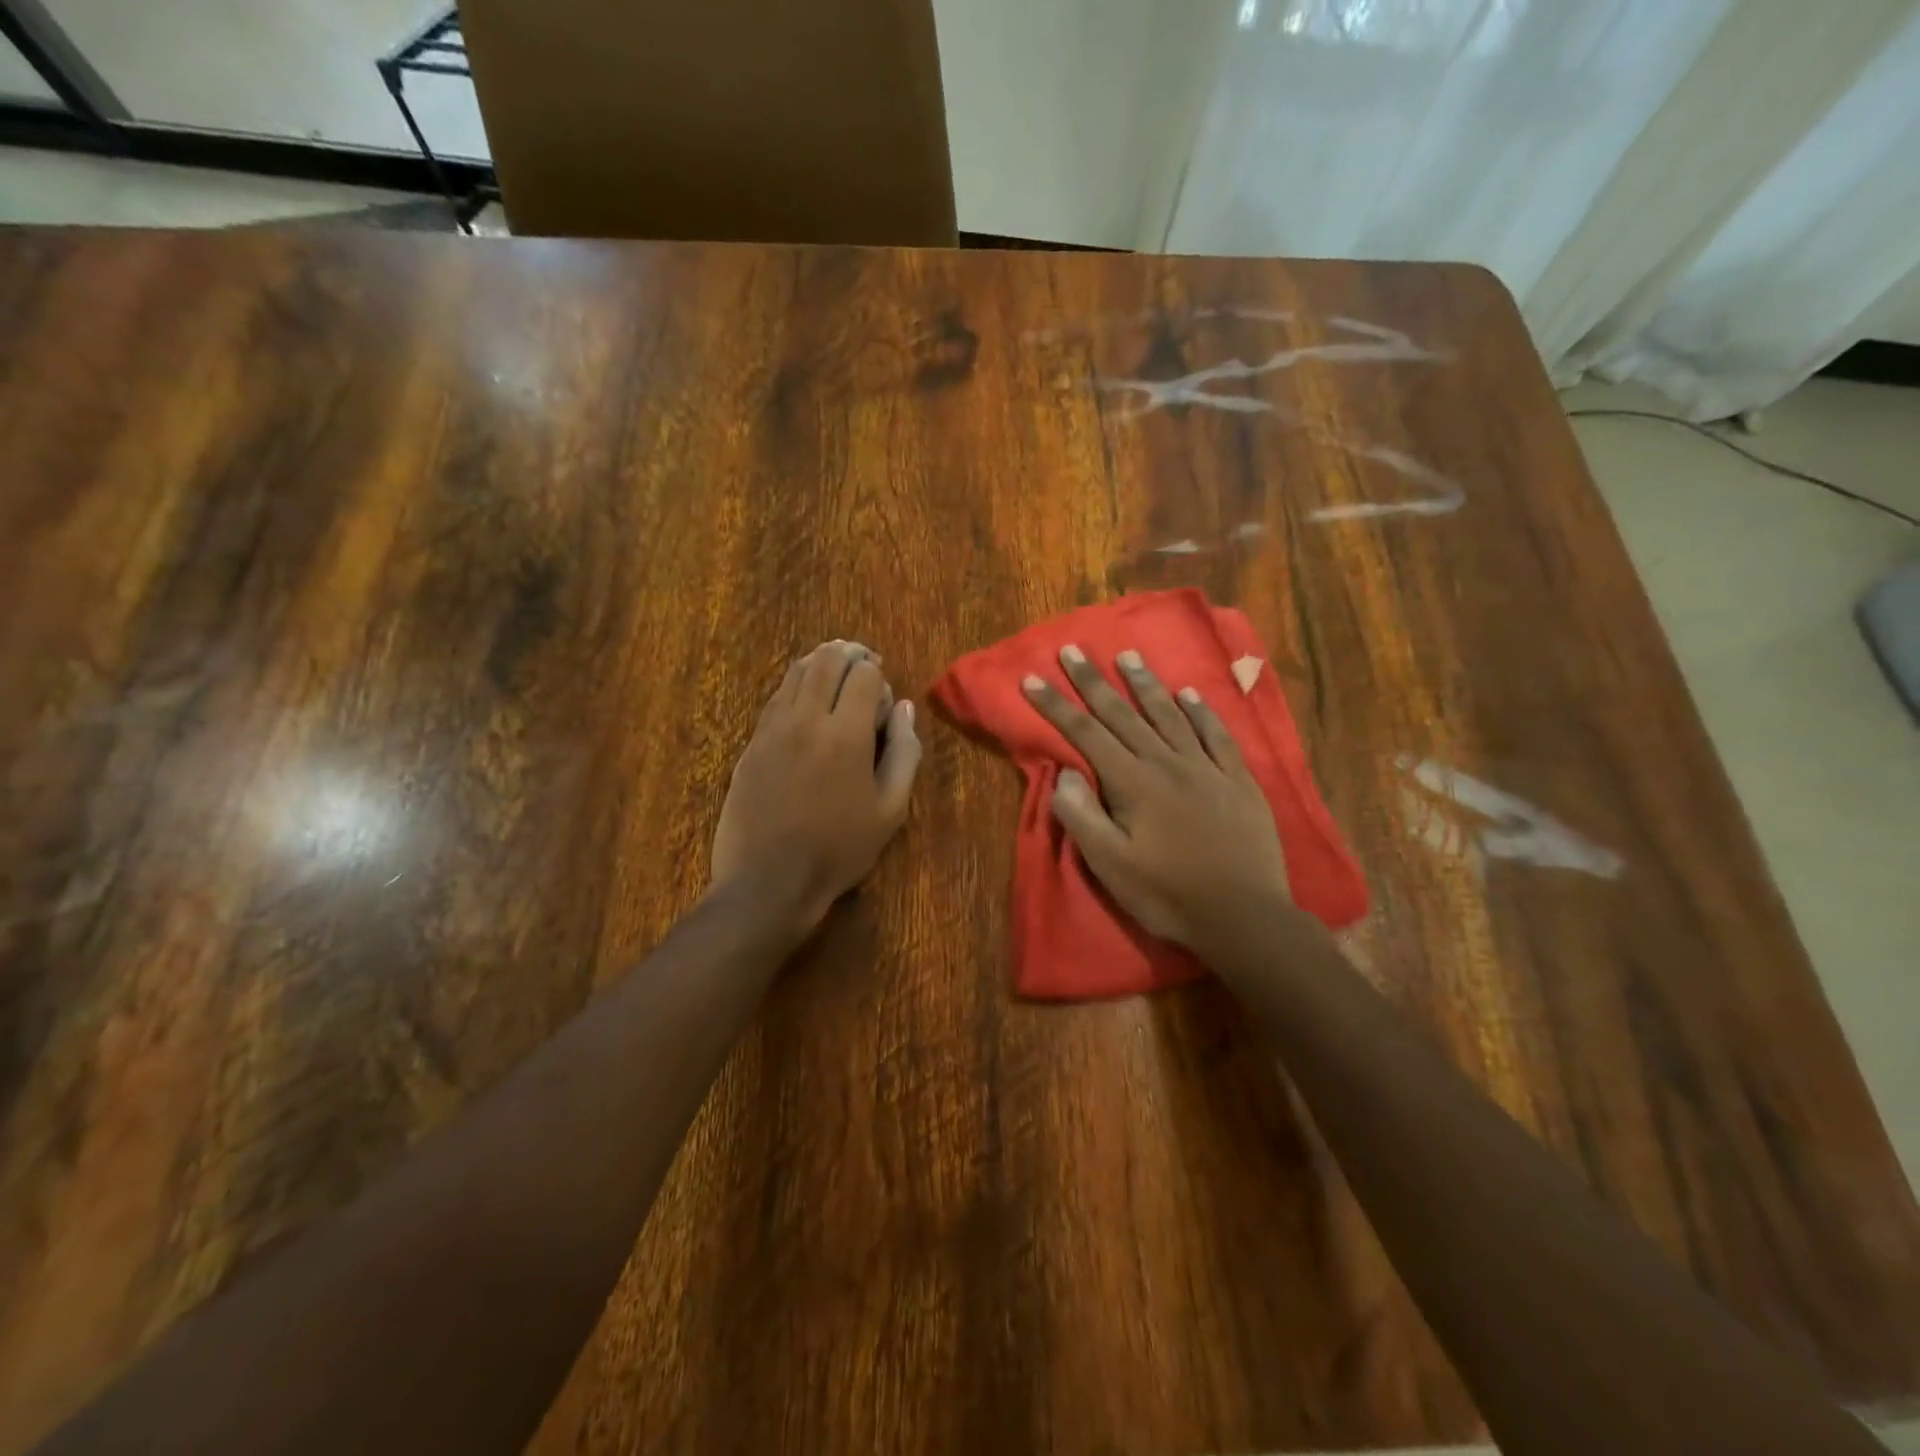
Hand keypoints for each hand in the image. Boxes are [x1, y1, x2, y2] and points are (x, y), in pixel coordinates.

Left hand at [711, 641, 921, 935]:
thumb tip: (904, 708)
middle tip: (863, 663)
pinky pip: (775, 698)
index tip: (882, 698)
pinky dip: (795, 686)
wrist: (768, 881)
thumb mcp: (890, 810)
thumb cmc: (838, 850)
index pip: (863, 674)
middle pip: (826, 661)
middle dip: (849, 655)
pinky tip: (805, 700)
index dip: (878, 676)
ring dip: (820, 664)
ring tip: (835, 672)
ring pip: (796, 673)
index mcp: (846, 734)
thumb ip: (904, 753)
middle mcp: (806, 719)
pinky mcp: (752, 744)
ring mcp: (772, 729)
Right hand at [1022, 644, 1292, 950]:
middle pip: (1124, 714)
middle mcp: (1168, 763)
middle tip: (1073, 649)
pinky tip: (1190, 694)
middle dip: (1093, 681)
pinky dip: (1201, 711)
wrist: (1245, 917)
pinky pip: (1217, 734)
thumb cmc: (1169, 895)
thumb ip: (1082, 816)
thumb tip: (1065, 772)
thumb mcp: (1111, 866)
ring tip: (1128, 656)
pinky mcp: (1238, 780)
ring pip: (1170, 715)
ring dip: (1146, 684)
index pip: (1086, 733)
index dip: (1056, 705)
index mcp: (1133, 783)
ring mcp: (1207, 768)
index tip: (1031, 678)